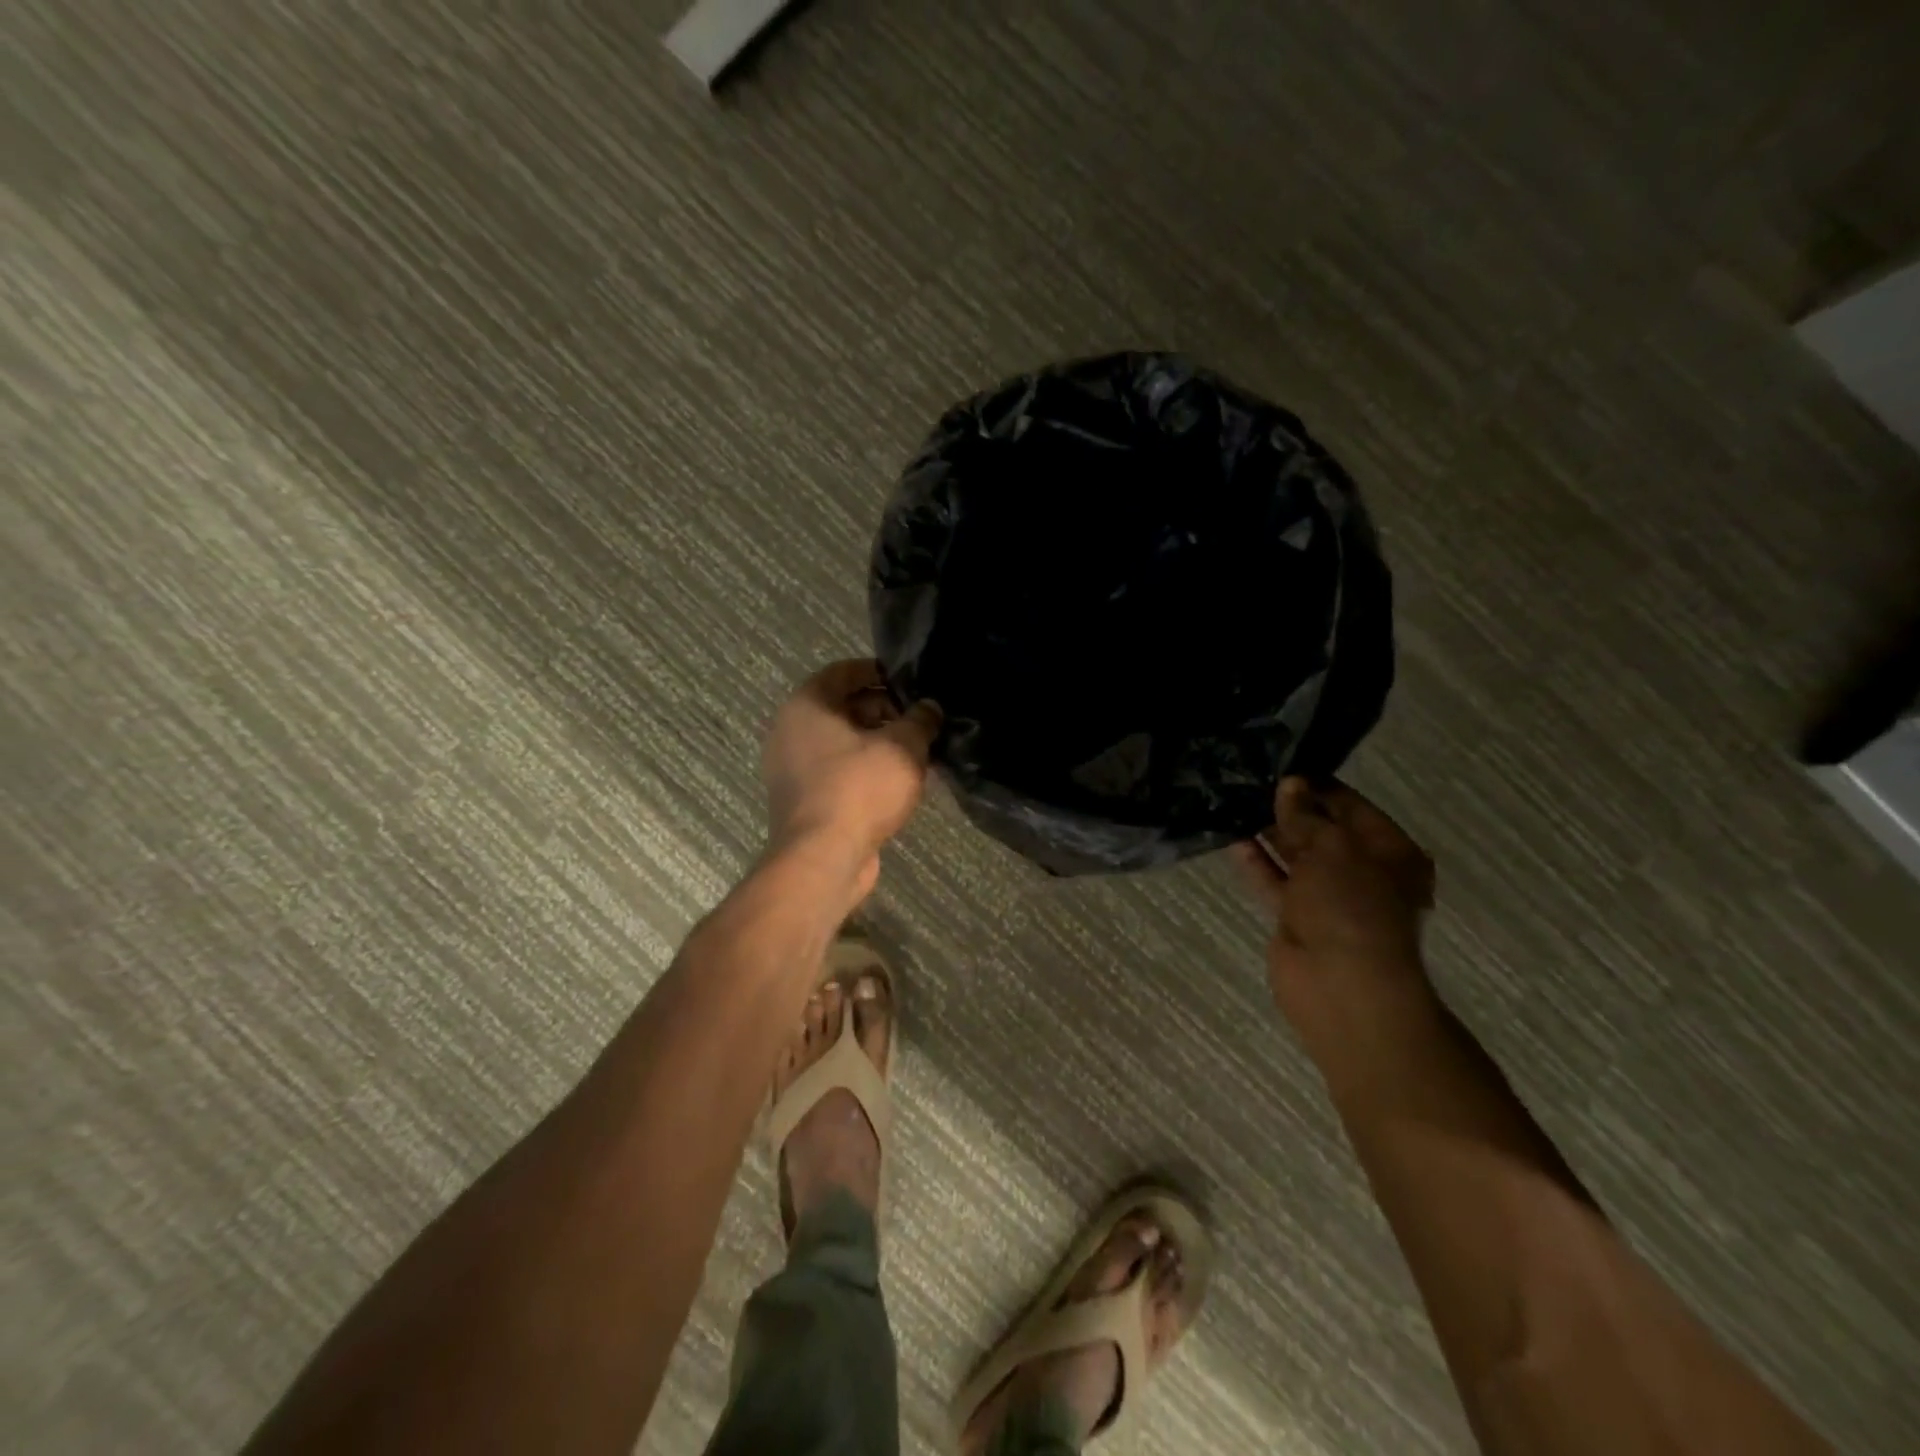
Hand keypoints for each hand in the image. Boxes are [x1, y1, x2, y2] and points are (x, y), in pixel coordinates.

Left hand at [762, 659, 941, 906]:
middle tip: (919, 719)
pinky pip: (837, 772)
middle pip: (842, 707)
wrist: (823, 858)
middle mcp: (791, 731)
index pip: (843, 672)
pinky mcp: (802, 800)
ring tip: (915, 750)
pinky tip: (896, 781)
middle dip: (883, 710)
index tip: (909, 680)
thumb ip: (920, 720)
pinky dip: (864, 769)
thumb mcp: (903, 747)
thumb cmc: (859, 788)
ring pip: (841, 743)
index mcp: (807, 705)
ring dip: (876, 743)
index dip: (878, 671)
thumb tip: (929, 708)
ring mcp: (792, 769)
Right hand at [1234, 778, 1436, 1029]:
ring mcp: (1328, 897)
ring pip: (1296, 856)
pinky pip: (1275, 881)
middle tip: (1252, 781)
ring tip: (1237, 802)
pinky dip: (1257, 863)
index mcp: (1391, 853)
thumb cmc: (1352, 907)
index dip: (1318, 787)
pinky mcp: (1296, 917)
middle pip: (1322, 831)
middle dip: (1291, 808)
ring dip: (1271, 833)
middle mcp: (1363, 872)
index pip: (1351, 807)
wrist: (1341, 986)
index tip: (1282, 766)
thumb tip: (1290, 785)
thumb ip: (1306, 815)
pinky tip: (1233, 839)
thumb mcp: (1332, 848)